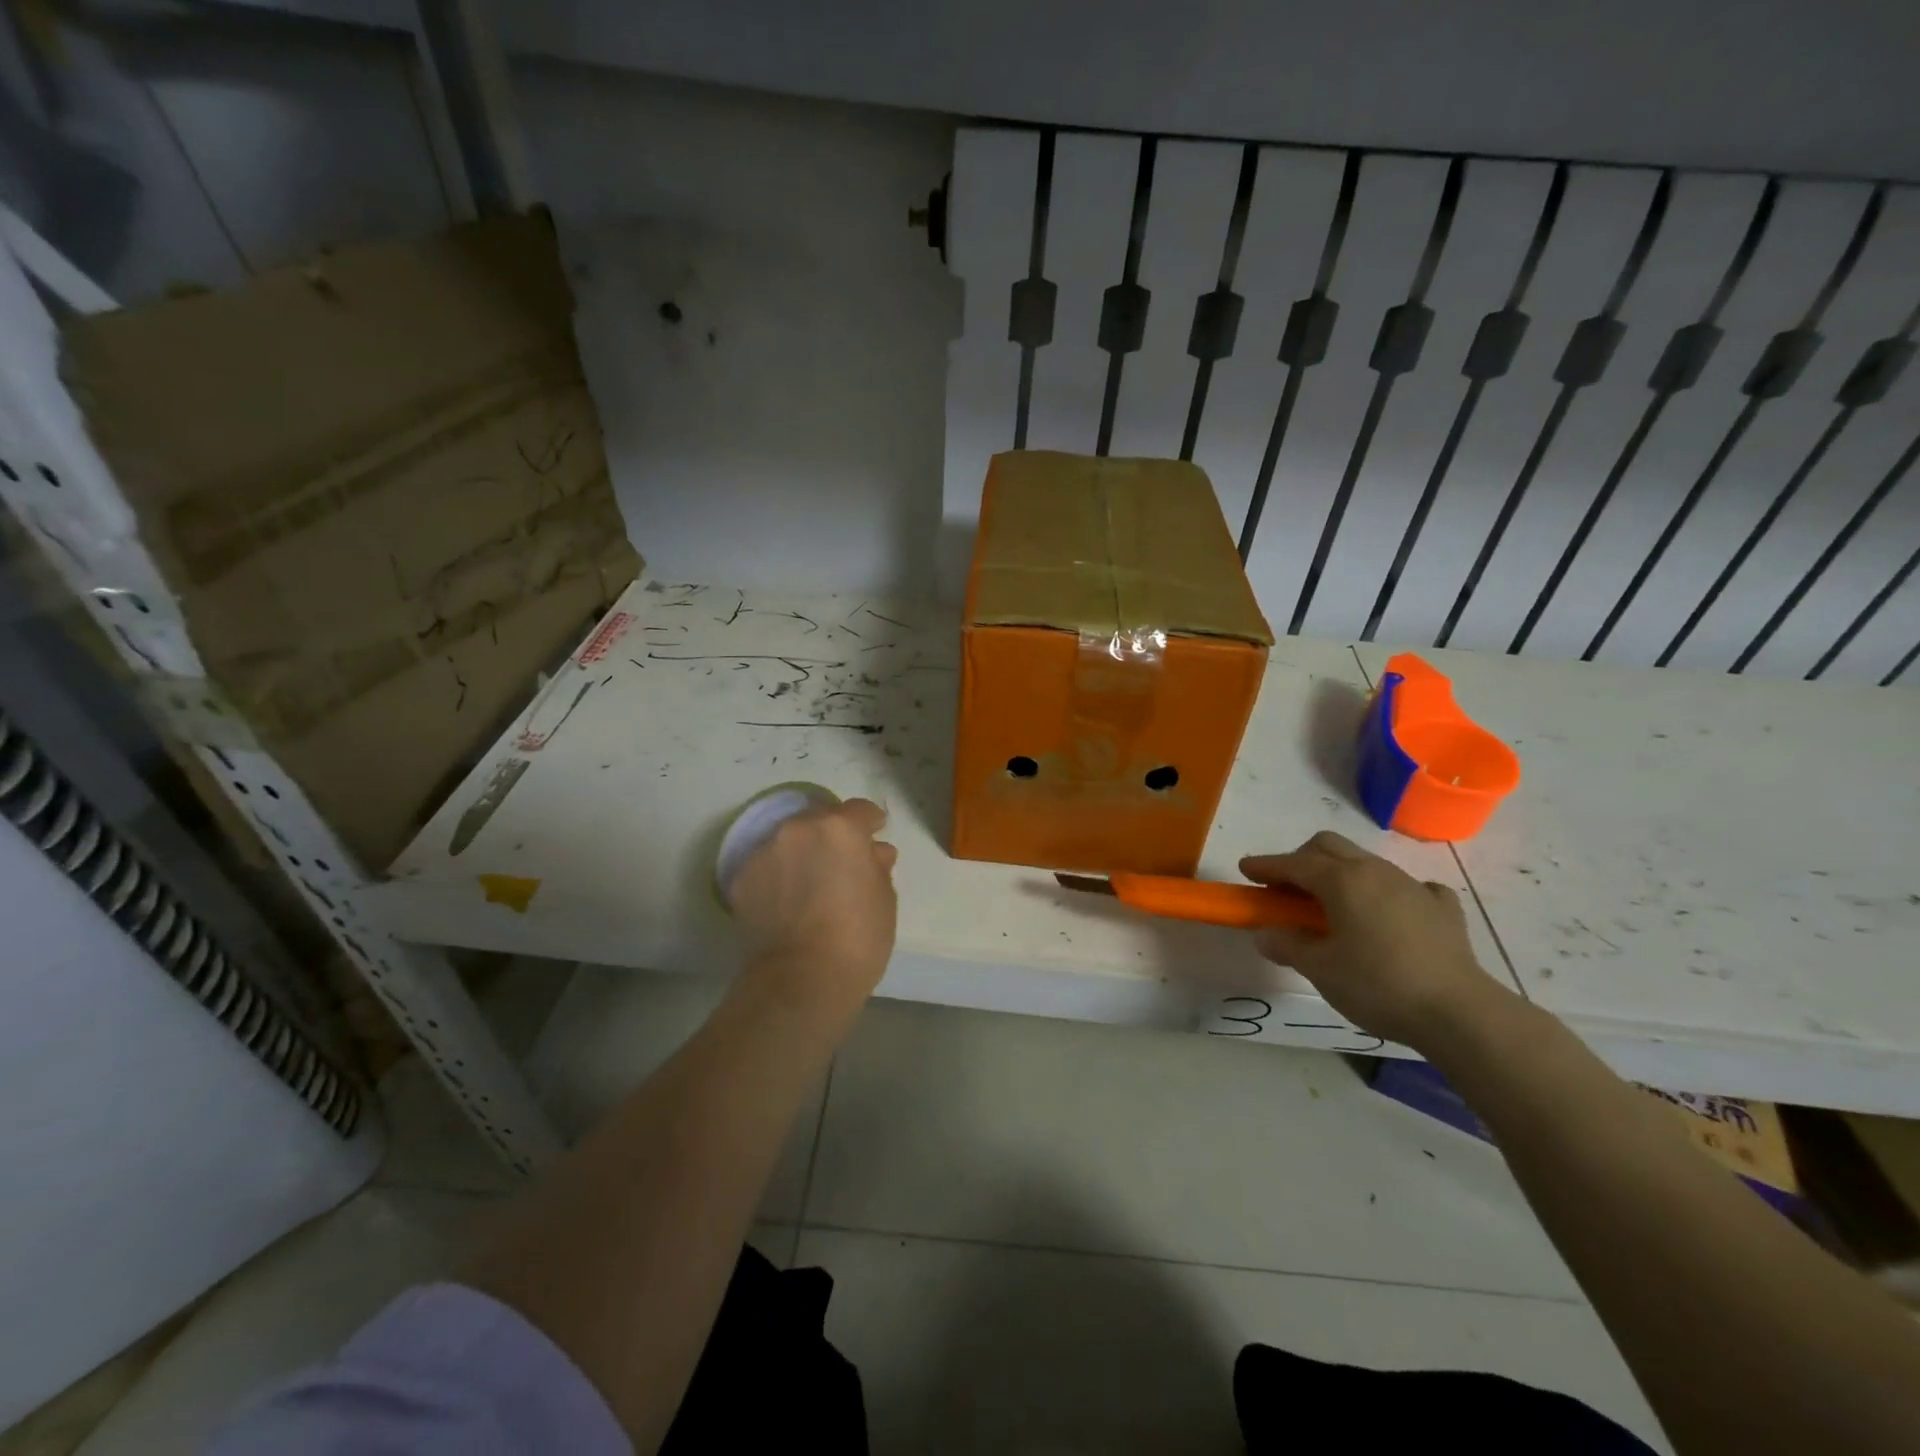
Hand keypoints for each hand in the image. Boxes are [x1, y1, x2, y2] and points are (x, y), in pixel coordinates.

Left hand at [728, 797, 897, 1020]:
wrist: (801, 981)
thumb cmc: (857, 938)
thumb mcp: (884, 899)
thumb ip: (878, 866)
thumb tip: (875, 852)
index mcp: (840, 828)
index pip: (860, 810)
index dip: (870, 822)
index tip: (875, 836)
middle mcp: (798, 828)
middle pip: (820, 819)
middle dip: (832, 834)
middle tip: (841, 863)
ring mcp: (765, 850)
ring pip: (789, 840)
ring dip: (802, 852)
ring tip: (810, 884)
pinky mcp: (741, 877)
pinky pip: (767, 865)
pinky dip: (778, 875)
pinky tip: (787, 902)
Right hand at [1241, 830, 1508, 1049]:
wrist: (1459, 1012)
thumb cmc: (1377, 985)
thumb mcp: (1320, 969)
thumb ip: (1288, 945)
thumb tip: (1267, 934)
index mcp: (1342, 880)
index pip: (1293, 863)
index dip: (1266, 865)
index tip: (1245, 870)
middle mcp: (1375, 871)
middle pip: (1329, 846)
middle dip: (1301, 859)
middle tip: (1286, 887)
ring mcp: (1412, 886)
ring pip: (1366, 863)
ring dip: (1341, 874)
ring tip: (1333, 906)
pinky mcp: (1442, 908)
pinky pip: (1410, 887)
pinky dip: (1390, 895)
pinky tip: (1390, 916)